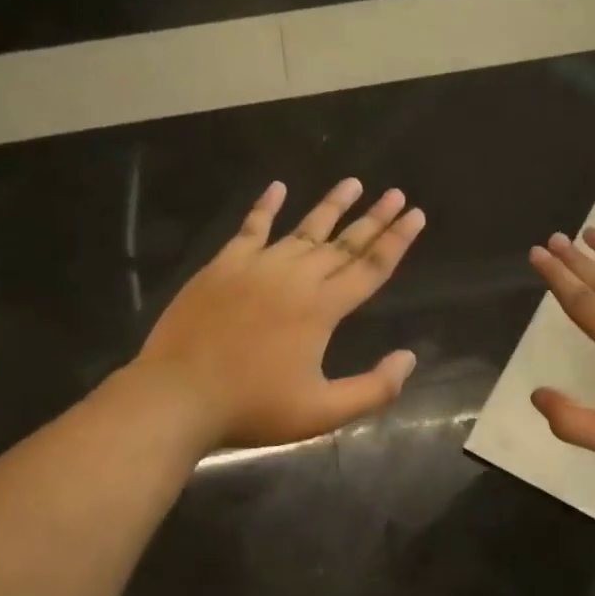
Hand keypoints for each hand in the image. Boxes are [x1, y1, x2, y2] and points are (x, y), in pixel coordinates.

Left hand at [132, 178, 424, 449]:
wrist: (178, 396)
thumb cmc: (254, 408)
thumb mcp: (323, 412)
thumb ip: (374, 389)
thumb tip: (409, 358)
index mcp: (322, 308)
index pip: (371, 267)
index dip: (397, 241)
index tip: (416, 215)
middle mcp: (295, 277)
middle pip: (344, 243)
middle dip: (375, 218)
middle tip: (397, 194)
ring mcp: (256, 267)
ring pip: (304, 229)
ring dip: (331, 205)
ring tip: (353, 183)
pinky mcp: (223, 266)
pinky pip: (250, 228)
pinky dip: (265, 206)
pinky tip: (278, 187)